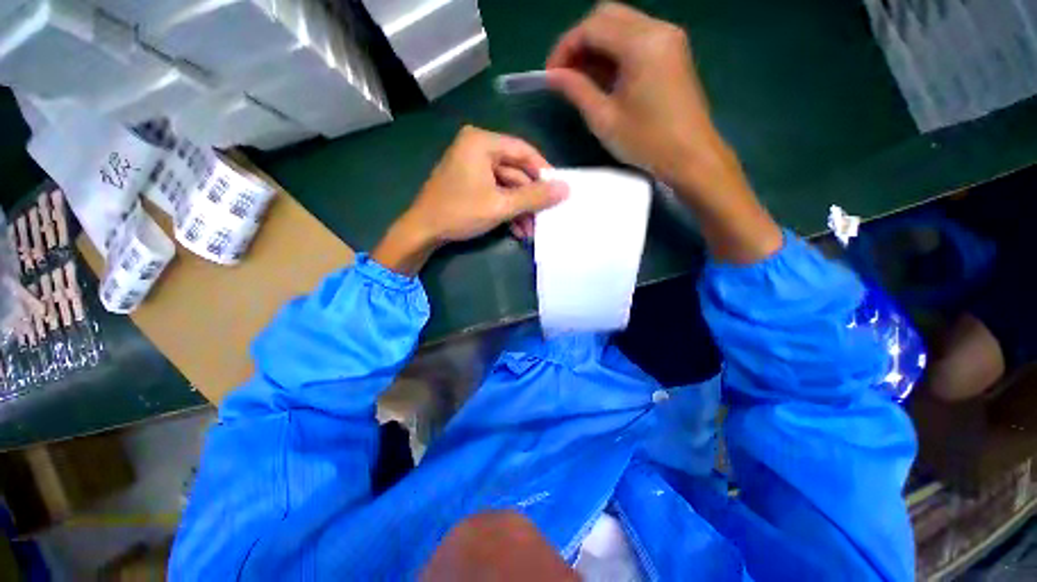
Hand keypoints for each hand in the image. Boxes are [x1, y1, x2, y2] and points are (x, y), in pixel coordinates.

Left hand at [373, 126, 567, 274]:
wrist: (423, 232)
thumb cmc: (460, 212)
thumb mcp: (501, 205)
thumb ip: (534, 197)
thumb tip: (566, 189)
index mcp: (482, 143)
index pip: (523, 151)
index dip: (543, 171)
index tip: (558, 190)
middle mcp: (477, 148)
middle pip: (516, 171)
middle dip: (530, 199)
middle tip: (546, 215)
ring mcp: (473, 167)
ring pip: (507, 186)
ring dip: (520, 209)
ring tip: (532, 230)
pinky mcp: (470, 183)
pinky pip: (496, 193)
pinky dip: (507, 210)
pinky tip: (518, 230)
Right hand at [545, 2, 735, 193]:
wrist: (691, 156)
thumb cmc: (646, 142)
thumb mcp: (604, 119)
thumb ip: (577, 90)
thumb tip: (553, 76)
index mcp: (641, 43)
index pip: (592, 27)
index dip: (565, 48)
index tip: (551, 75)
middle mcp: (657, 28)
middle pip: (606, 15)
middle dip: (579, 41)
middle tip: (565, 74)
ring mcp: (668, 37)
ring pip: (621, 24)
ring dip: (596, 46)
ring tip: (581, 78)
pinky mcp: (673, 50)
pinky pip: (636, 37)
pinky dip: (615, 51)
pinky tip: (604, 77)